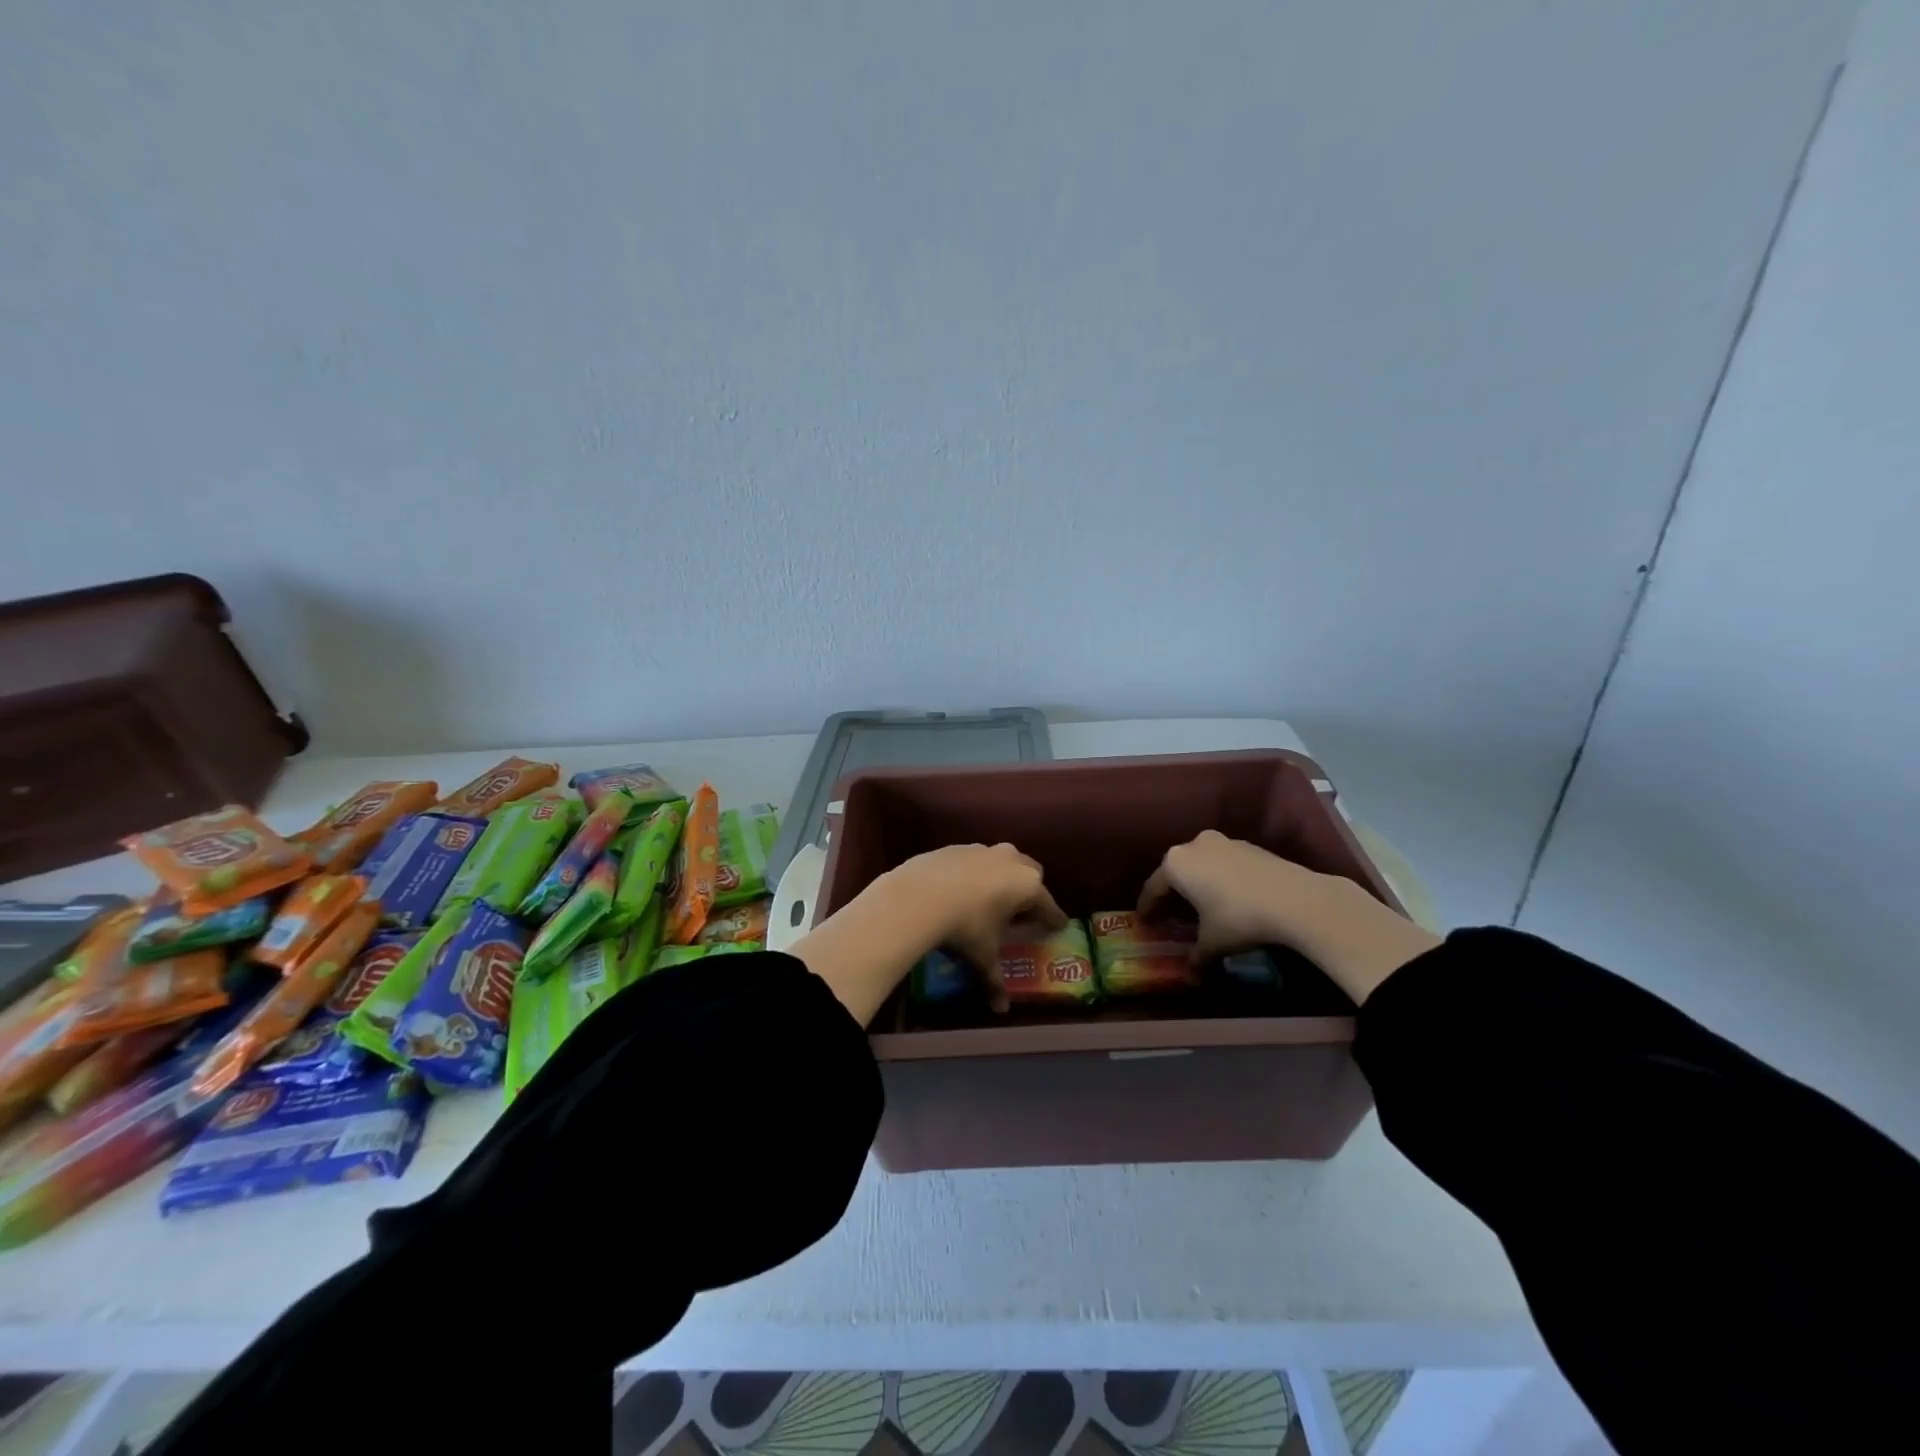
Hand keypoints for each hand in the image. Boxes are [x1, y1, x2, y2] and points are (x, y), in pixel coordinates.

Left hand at [882, 844, 1066, 1011]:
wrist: (917, 897)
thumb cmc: (964, 927)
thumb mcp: (982, 957)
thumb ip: (995, 981)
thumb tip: (1001, 1009)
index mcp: (1027, 885)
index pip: (1048, 905)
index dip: (1053, 919)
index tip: (1058, 925)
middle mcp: (1011, 860)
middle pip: (1030, 874)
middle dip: (1029, 892)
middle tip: (1023, 912)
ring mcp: (982, 850)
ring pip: (1001, 862)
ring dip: (1001, 879)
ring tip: (990, 901)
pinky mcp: (955, 847)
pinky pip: (973, 861)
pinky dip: (973, 874)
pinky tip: (960, 891)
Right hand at [1137, 831, 1439, 1003]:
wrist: (1296, 900)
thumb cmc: (1239, 918)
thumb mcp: (1213, 943)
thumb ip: (1197, 958)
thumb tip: (1192, 979)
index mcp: (1176, 863)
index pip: (1153, 888)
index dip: (1147, 907)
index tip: (1144, 921)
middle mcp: (1195, 845)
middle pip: (1177, 872)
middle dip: (1173, 893)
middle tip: (1171, 915)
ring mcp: (1224, 842)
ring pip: (1203, 865)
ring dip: (1199, 884)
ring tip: (1203, 906)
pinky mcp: (1250, 846)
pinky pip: (1225, 863)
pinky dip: (1221, 879)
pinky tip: (1231, 899)